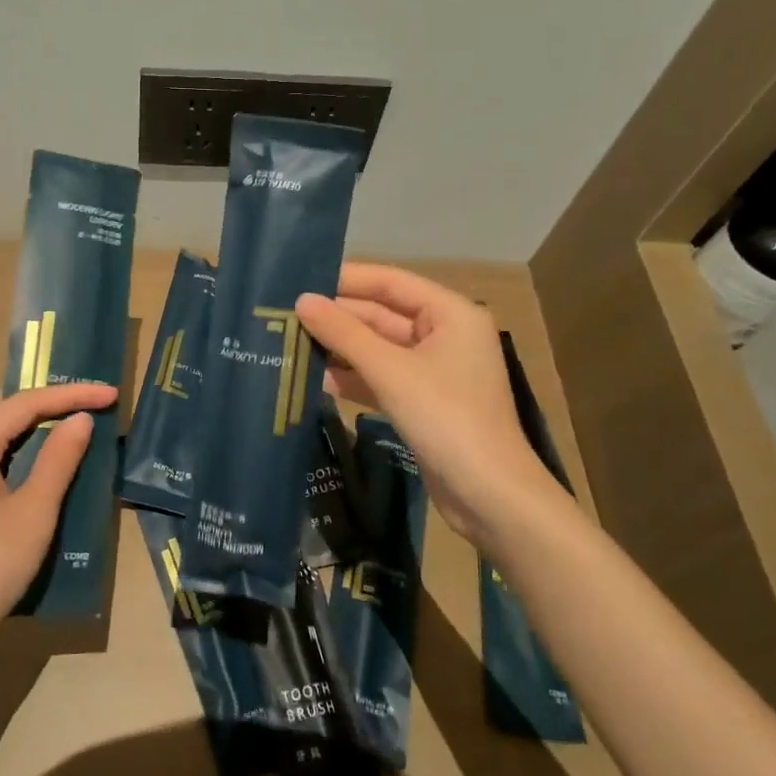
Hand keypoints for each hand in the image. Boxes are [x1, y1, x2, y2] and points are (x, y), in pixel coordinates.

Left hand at [0, 381, 117, 670]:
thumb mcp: (34, 512)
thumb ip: (58, 460)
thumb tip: (80, 419)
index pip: (24, 403)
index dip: (70, 394)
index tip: (110, 394)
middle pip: (1, 406)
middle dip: (45, 398)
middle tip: (86, 402)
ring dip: (29, 421)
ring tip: (69, 422)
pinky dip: (15, 444)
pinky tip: (38, 459)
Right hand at [296, 264, 563, 546]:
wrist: (490, 497)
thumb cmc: (447, 419)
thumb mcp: (391, 371)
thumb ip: (344, 333)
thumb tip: (302, 300)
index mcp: (450, 313)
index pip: (390, 281)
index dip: (346, 279)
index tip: (300, 279)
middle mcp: (444, 334)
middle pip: (381, 314)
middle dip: (337, 317)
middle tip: (285, 315)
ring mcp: (433, 370)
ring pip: (378, 348)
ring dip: (340, 348)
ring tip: (290, 343)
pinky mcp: (422, 401)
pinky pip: (381, 376)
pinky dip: (352, 377)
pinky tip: (315, 378)